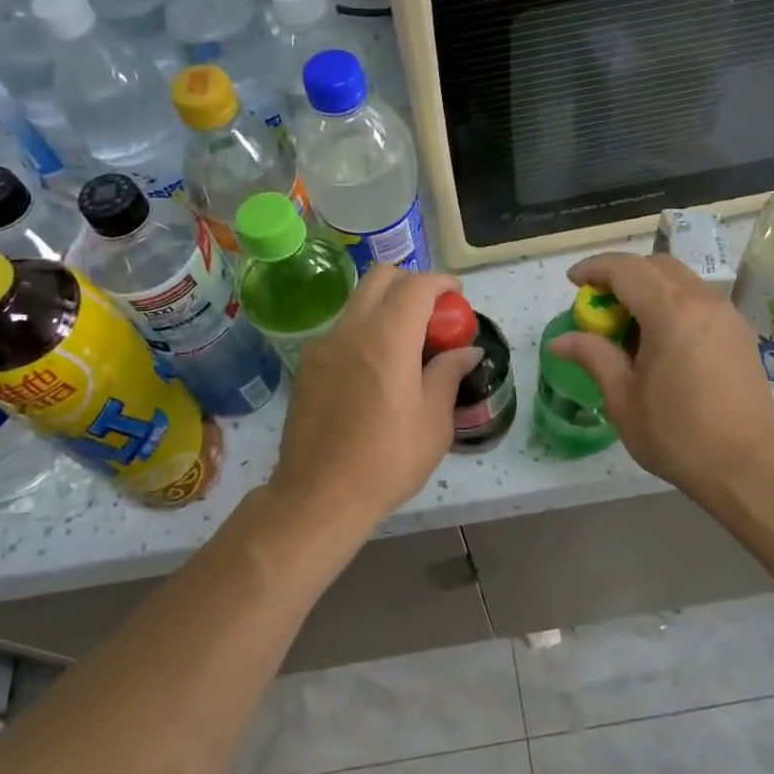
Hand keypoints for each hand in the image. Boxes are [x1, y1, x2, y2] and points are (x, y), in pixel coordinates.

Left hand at [270, 266, 481, 528]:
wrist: (319, 496)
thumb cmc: (387, 460)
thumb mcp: (433, 422)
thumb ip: (448, 374)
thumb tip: (466, 350)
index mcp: (387, 339)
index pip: (416, 285)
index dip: (440, 283)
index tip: (456, 296)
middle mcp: (351, 330)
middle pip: (380, 277)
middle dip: (410, 283)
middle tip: (431, 313)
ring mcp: (323, 346)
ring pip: (358, 302)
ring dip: (386, 306)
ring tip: (406, 344)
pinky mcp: (307, 366)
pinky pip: (341, 331)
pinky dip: (365, 331)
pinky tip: (375, 370)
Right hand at [549, 252, 773, 508]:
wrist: (747, 468)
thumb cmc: (677, 435)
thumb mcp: (623, 399)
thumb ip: (593, 357)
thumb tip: (560, 340)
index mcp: (672, 313)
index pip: (627, 269)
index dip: (595, 268)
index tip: (573, 282)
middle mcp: (703, 302)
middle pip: (656, 266)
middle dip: (622, 275)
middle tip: (599, 305)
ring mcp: (727, 315)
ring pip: (681, 281)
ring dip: (649, 289)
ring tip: (628, 327)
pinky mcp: (740, 333)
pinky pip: (699, 301)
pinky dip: (672, 304)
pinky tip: (660, 342)